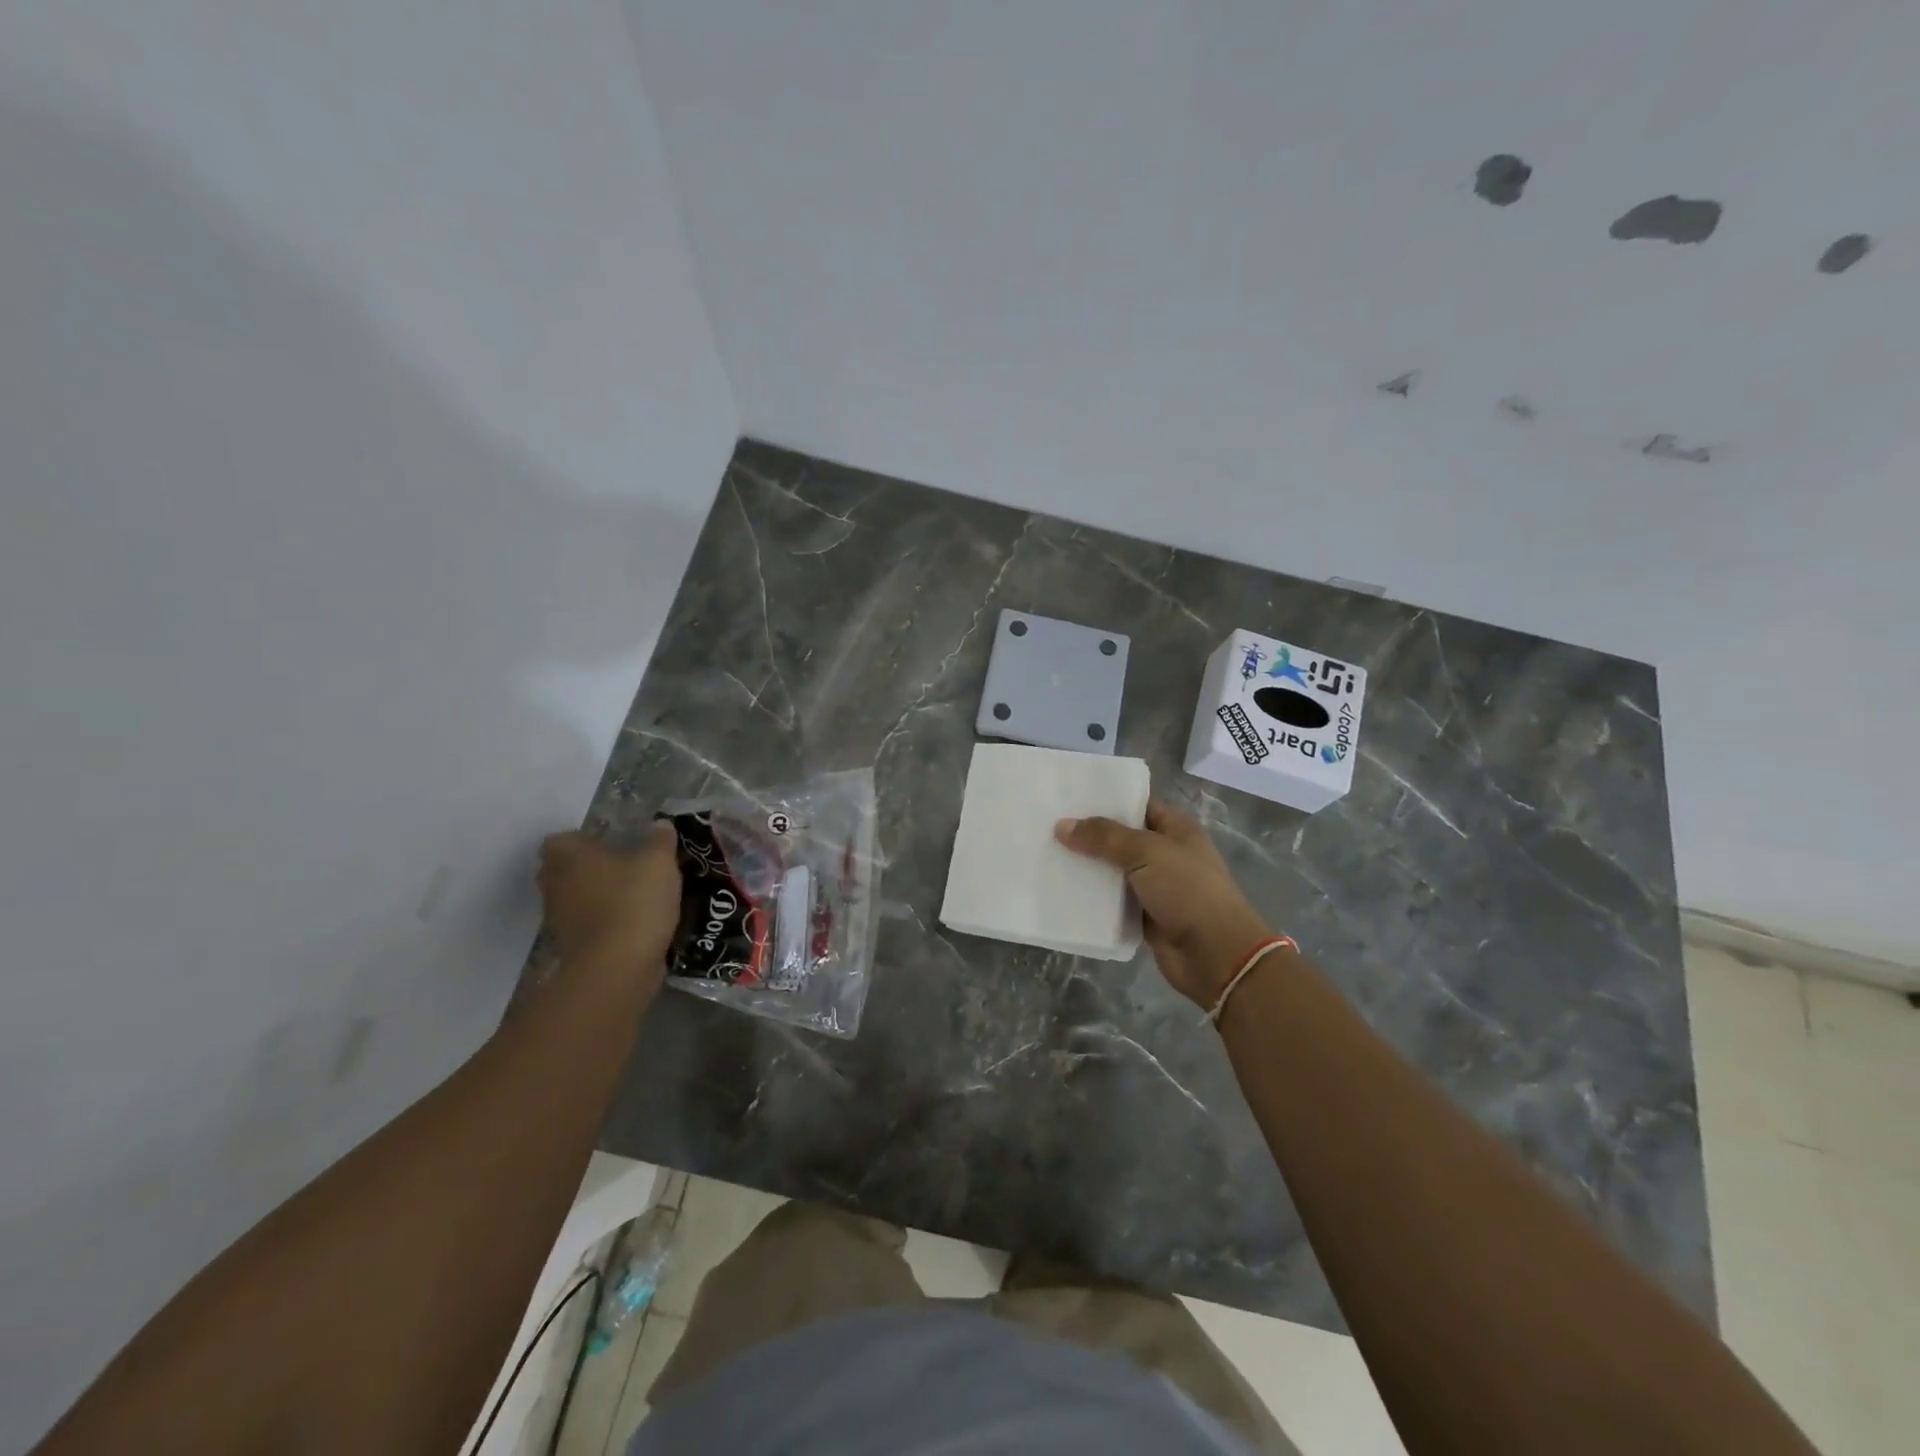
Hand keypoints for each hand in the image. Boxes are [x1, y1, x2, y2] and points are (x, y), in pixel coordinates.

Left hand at [538, 824, 681, 986]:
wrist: (616, 968)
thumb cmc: (633, 902)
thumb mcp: (659, 863)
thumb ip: (660, 840)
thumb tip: (660, 824)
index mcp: (569, 856)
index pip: (563, 839)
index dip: (584, 839)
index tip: (612, 843)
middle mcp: (554, 884)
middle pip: (565, 869)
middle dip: (589, 867)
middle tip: (624, 865)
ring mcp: (559, 918)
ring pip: (576, 898)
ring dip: (597, 896)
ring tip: (634, 894)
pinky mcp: (571, 947)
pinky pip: (587, 924)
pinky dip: (604, 921)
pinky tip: (634, 922)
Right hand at [1056, 800, 1274, 1007]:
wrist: (1214, 954)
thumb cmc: (1187, 891)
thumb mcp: (1147, 853)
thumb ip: (1104, 837)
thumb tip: (1061, 826)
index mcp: (1176, 829)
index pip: (1138, 805)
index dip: (1107, 800)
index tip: (1070, 798)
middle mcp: (1165, 854)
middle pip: (1121, 838)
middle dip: (1089, 835)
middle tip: (1048, 826)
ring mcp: (1155, 886)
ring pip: (1113, 871)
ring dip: (1087, 867)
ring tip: (1047, 855)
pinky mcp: (1144, 916)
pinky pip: (1112, 901)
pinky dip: (1092, 898)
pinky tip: (1061, 891)